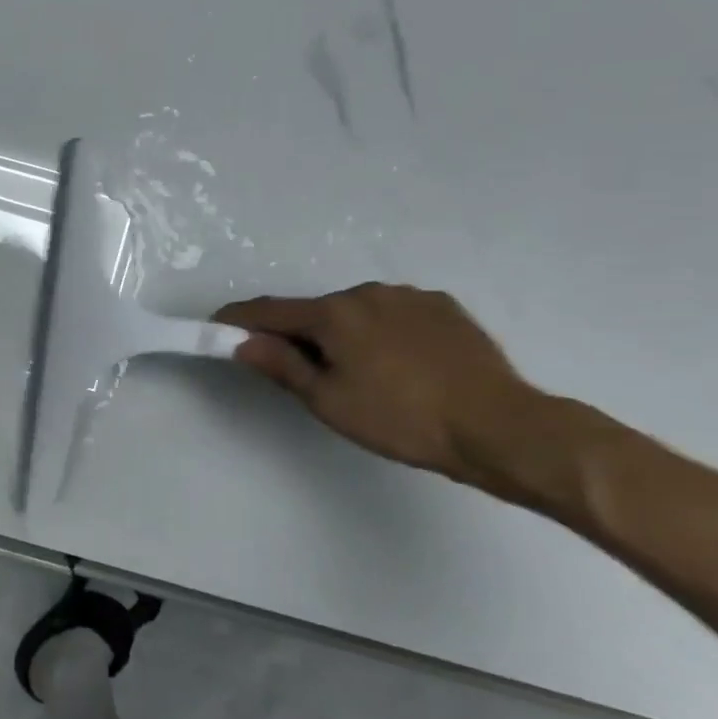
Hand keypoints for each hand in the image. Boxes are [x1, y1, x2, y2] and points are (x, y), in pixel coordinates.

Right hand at [215, 283, 543, 491]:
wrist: (499, 426)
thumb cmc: (401, 419)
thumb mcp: (329, 401)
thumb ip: (281, 366)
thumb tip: (243, 343)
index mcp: (333, 314)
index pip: (269, 310)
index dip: (238, 319)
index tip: (217, 327)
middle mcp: (367, 292)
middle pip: (315, 311)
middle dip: (299, 334)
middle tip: (302, 372)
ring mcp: (409, 296)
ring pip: (356, 311)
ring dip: (343, 333)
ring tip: (363, 374)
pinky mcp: (443, 307)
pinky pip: (394, 314)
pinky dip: (381, 332)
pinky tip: (401, 364)